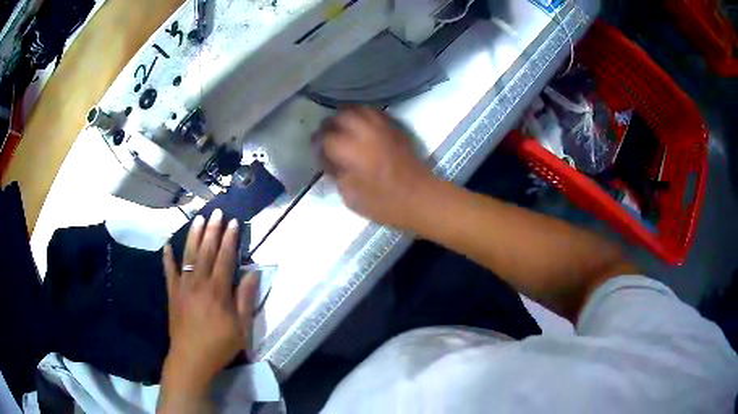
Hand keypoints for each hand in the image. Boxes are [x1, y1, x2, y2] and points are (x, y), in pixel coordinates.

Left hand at [161, 209, 257, 396]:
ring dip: (193, 236)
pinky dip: (167, 258)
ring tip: (198, 219)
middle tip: (217, 212)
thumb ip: (246, 299)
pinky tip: (166, 245)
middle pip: (206, 251)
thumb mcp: (241, 327)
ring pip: (188, 255)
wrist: (191, 358)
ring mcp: (183, 286)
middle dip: (213, 230)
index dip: (230, 239)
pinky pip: (169, 271)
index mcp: (217, 290)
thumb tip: (253, 273)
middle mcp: (199, 282)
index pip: (225, 258)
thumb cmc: (219, 345)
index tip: (234, 222)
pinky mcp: (172, 293)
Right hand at [317, 107, 437, 228]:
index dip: (318, 145)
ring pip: (358, 109)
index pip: (325, 138)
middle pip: (340, 116)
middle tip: (327, 138)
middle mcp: (365, 132)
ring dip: (346, 116)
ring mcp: (382, 127)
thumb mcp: (351, 196)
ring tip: (343, 129)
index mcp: (351, 150)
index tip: (317, 152)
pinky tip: (362, 128)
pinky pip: (375, 113)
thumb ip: (336, 174)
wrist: (420, 198)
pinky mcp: (395, 129)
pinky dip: (364, 116)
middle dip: (330, 125)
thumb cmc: (384, 203)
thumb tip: (330, 160)